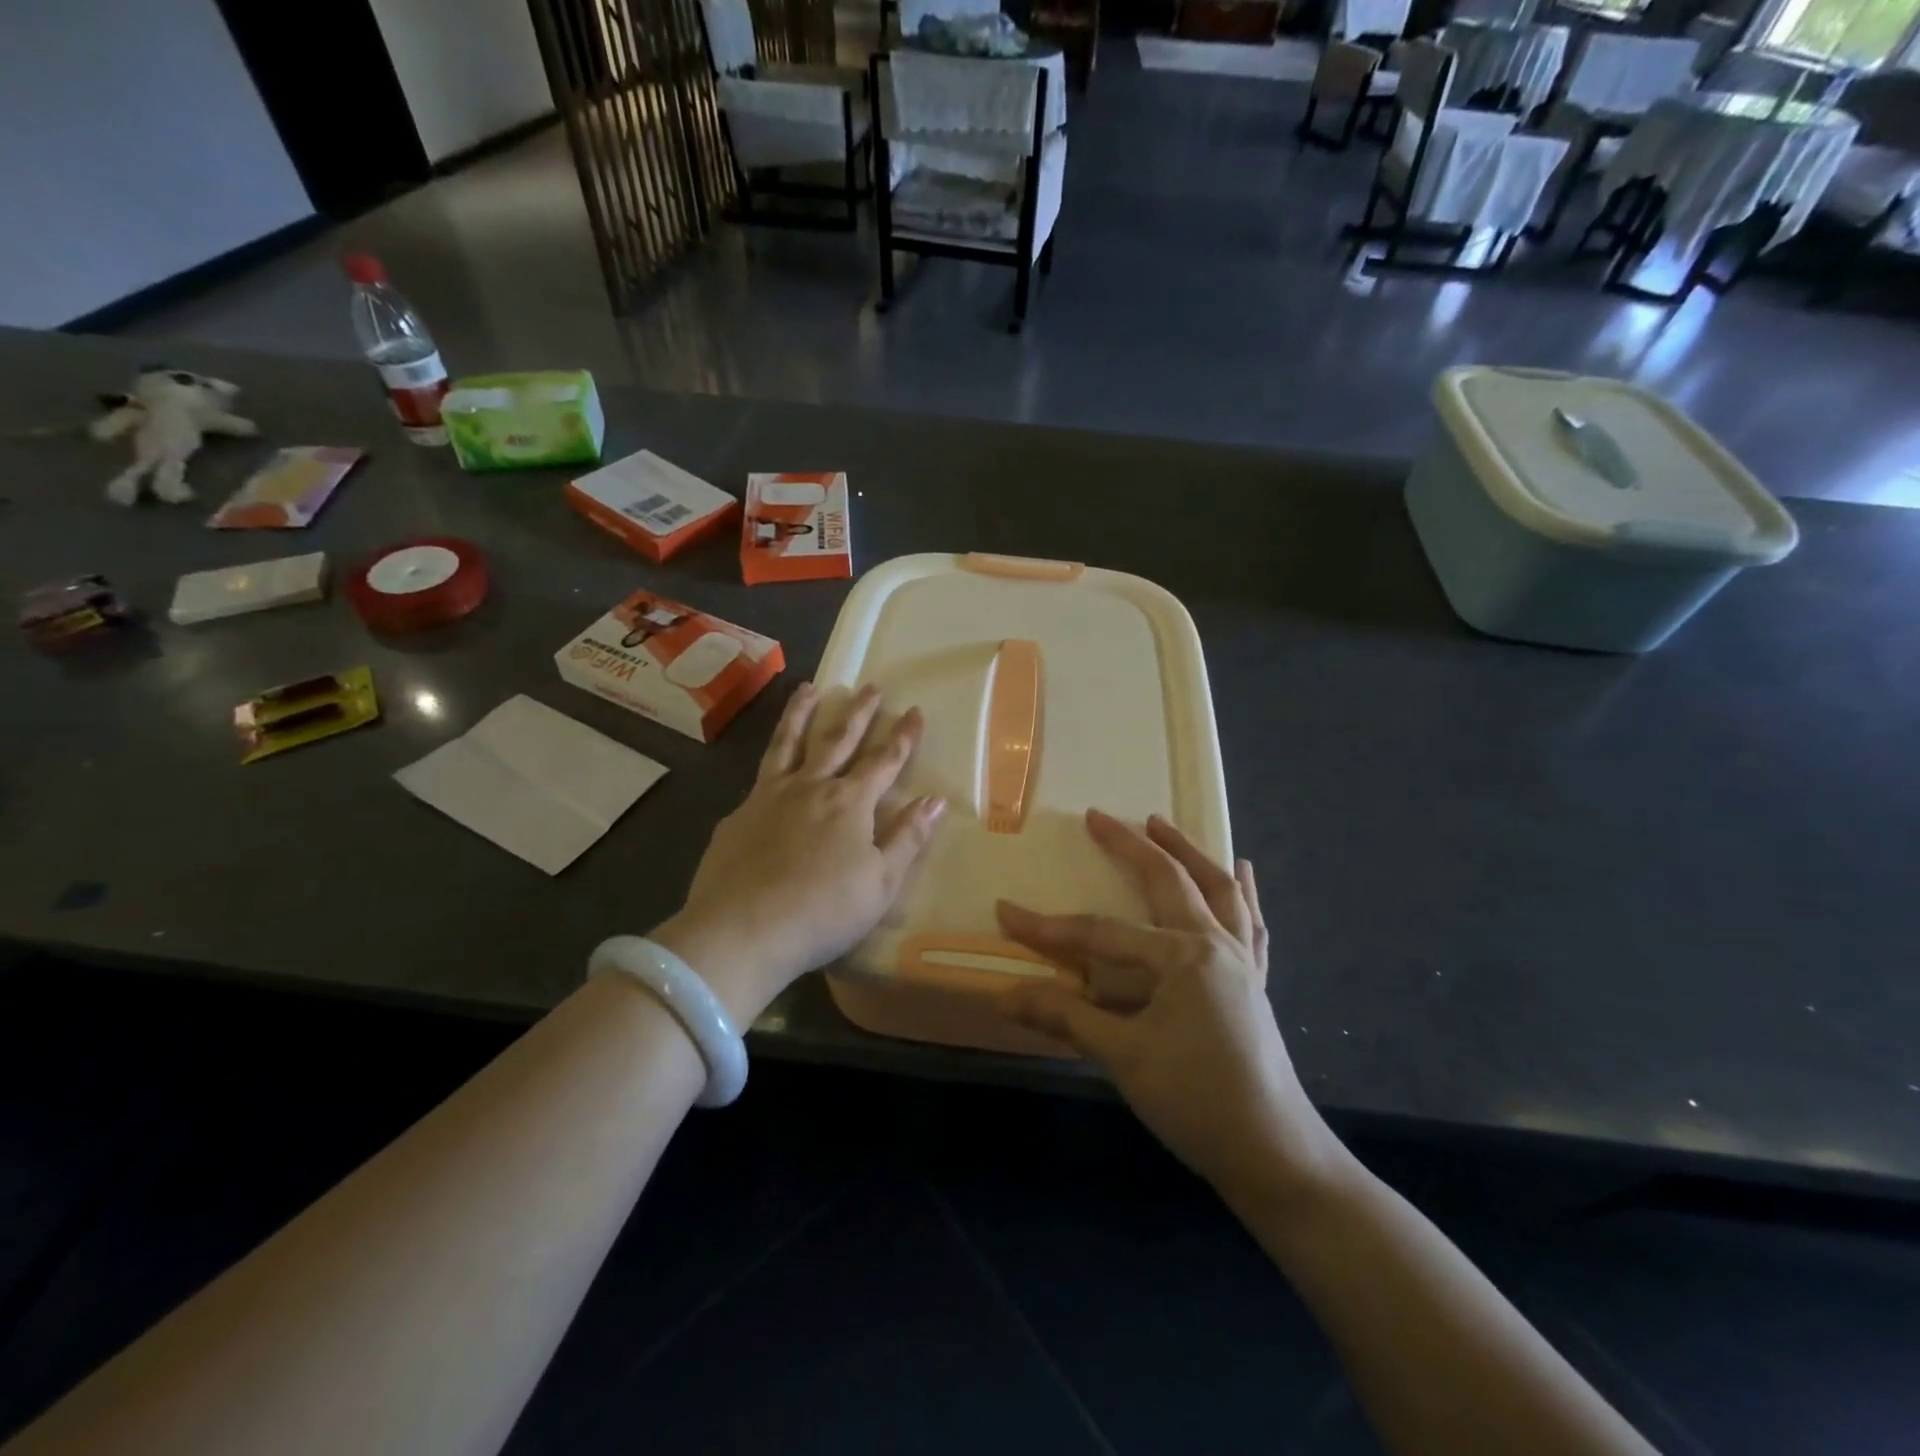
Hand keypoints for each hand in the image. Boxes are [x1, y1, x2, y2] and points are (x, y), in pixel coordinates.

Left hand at [653, 683, 944, 1023]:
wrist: (742, 931)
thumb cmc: (823, 912)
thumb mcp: (880, 883)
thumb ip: (908, 838)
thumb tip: (935, 800)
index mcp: (850, 803)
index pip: (885, 760)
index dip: (903, 736)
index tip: (914, 710)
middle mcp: (811, 787)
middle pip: (838, 739)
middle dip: (859, 711)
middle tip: (870, 686)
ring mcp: (769, 796)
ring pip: (789, 742)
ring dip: (802, 713)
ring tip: (809, 688)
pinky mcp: (738, 814)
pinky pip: (760, 775)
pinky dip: (771, 758)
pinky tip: (771, 763)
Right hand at [997, 811, 1345, 1205]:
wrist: (1276, 1155)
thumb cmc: (1197, 1101)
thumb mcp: (1125, 1058)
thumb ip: (1065, 1017)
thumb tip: (1004, 996)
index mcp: (1183, 956)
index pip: (1101, 933)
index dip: (1050, 927)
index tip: (1006, 912)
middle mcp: (1216, 944)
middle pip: (1170, 880)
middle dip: (1132, 845)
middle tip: (1100, 817)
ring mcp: (1243, 960)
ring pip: (1217, 889)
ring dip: (1188, 852)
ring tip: (1162, 824)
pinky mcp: (1256, 981)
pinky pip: (1251, 924)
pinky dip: (1243, 893)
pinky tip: (1243, 872)